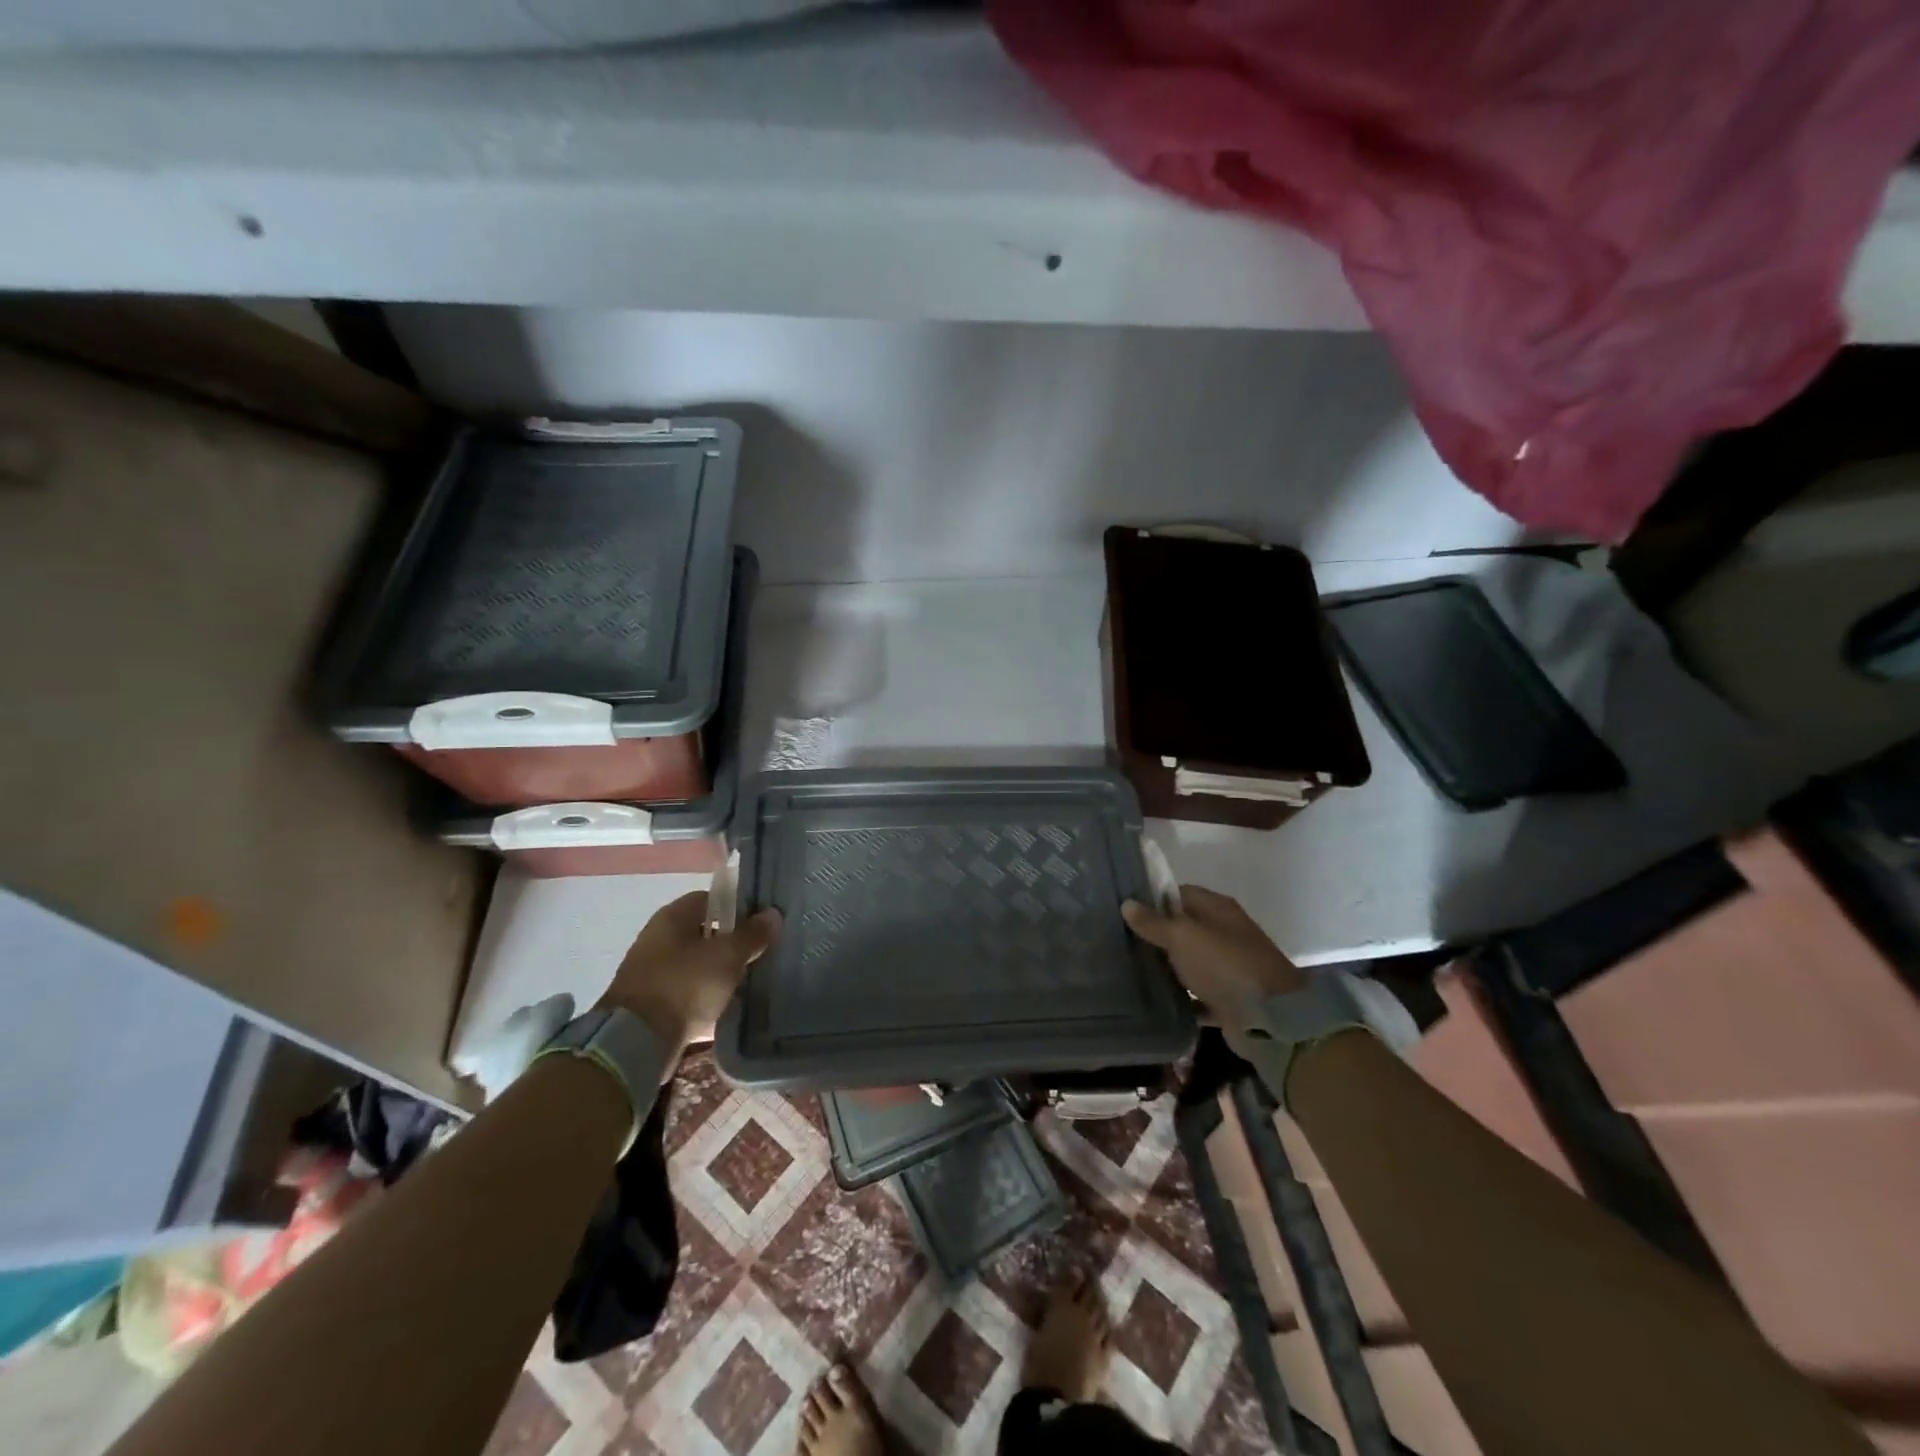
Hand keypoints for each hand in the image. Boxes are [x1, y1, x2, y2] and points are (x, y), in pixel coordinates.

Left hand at [597, 892, 779, 1052]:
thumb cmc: (684, 986)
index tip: (761, 924)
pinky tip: (727, 1005)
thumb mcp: (727, 957)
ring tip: (748, 981)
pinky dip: (705, 995)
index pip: (711, 899)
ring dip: (719, 971)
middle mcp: (658, 937)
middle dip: (731, 943)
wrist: (635, 1042)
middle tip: (760, 954)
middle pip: (704, 932)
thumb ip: (752, 935)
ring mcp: (652, 970)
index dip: (738, 908)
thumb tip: (773, 914)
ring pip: (697, 963)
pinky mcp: (651, 1002)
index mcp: (673, 917)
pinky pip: (687, 990)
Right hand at [1122, 885, 1304, 1023]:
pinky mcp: (1227, 997)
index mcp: (1218, 909)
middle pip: (1184, 927)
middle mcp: (1225, 933)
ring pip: (1189, 960)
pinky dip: (1180, 996)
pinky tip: (1154, 998)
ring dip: (1167, 966)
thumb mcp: (1182, 937)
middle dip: (1156, 934)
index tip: (1125, 910)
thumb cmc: (1223, 965)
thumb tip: (1127, 903)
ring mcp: (1228, 966)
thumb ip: (1153, 922)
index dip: (1153, 899)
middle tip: (1121, 940)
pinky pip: (1197, 992)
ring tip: (1130, 968)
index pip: (1179, 893)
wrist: (1269, 1018)